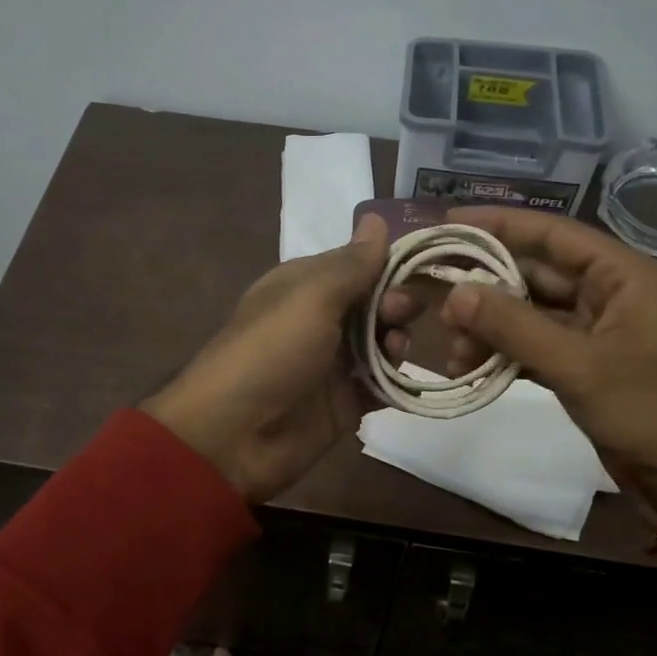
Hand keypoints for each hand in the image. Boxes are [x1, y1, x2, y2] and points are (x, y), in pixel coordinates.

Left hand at [143, 214, 404, 502]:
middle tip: (397, 314)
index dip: (389, 263)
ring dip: (397, 340)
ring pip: (382, 343)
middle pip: (374, 303)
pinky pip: (381, 385)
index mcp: (305, 286)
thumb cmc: (271, 352)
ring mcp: (333, 364)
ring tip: (395, 349)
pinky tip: (406, 379)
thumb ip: (351, 264)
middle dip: (395, 303)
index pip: (358, 264)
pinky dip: (397, 380)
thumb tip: (377, 219)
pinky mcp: (345, 404)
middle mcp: (320, 320)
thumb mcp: (310, 297)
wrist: (235, 436)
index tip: (420, 266)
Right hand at [436, 207, 656, 520]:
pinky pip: (538, 347)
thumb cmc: (651, 410)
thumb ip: (514, 326)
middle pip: (537, 274)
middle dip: (488, 287)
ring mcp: (598, 332)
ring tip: (453, 350)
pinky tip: (473, 366)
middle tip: (437, 299)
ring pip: (532, 315)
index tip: (449, 223)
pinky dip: (507, 354)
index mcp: (624, 275)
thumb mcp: (579, 365)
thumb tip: (454, 293)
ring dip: (492, 328)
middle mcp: (610, 294)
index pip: (554, 234)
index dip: (500, 225)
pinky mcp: (588, 367)